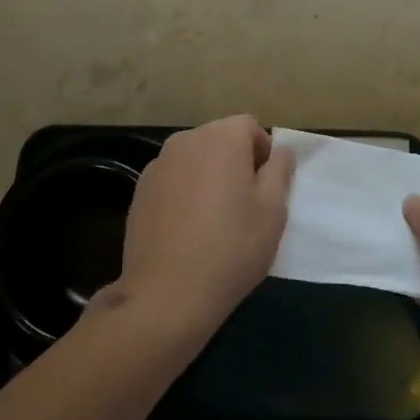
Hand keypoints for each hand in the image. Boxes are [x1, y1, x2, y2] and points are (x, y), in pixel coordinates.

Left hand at [112, 115, 294, 340]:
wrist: (167, 293)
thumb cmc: (232, 247)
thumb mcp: (273, 210)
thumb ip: (280, 170)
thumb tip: (280, 151)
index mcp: (220, 137)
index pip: (250, 127)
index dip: (263, 153)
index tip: (267, 189)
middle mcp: (185, 140)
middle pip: (220, 140)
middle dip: (235, 163)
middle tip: (245, 206)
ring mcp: (158, 165)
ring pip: (195, 161)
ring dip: (209, 178)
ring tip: (215, 221)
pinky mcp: (139, 191)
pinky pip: (173, 181)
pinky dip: (184, 194)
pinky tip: (188, 231)